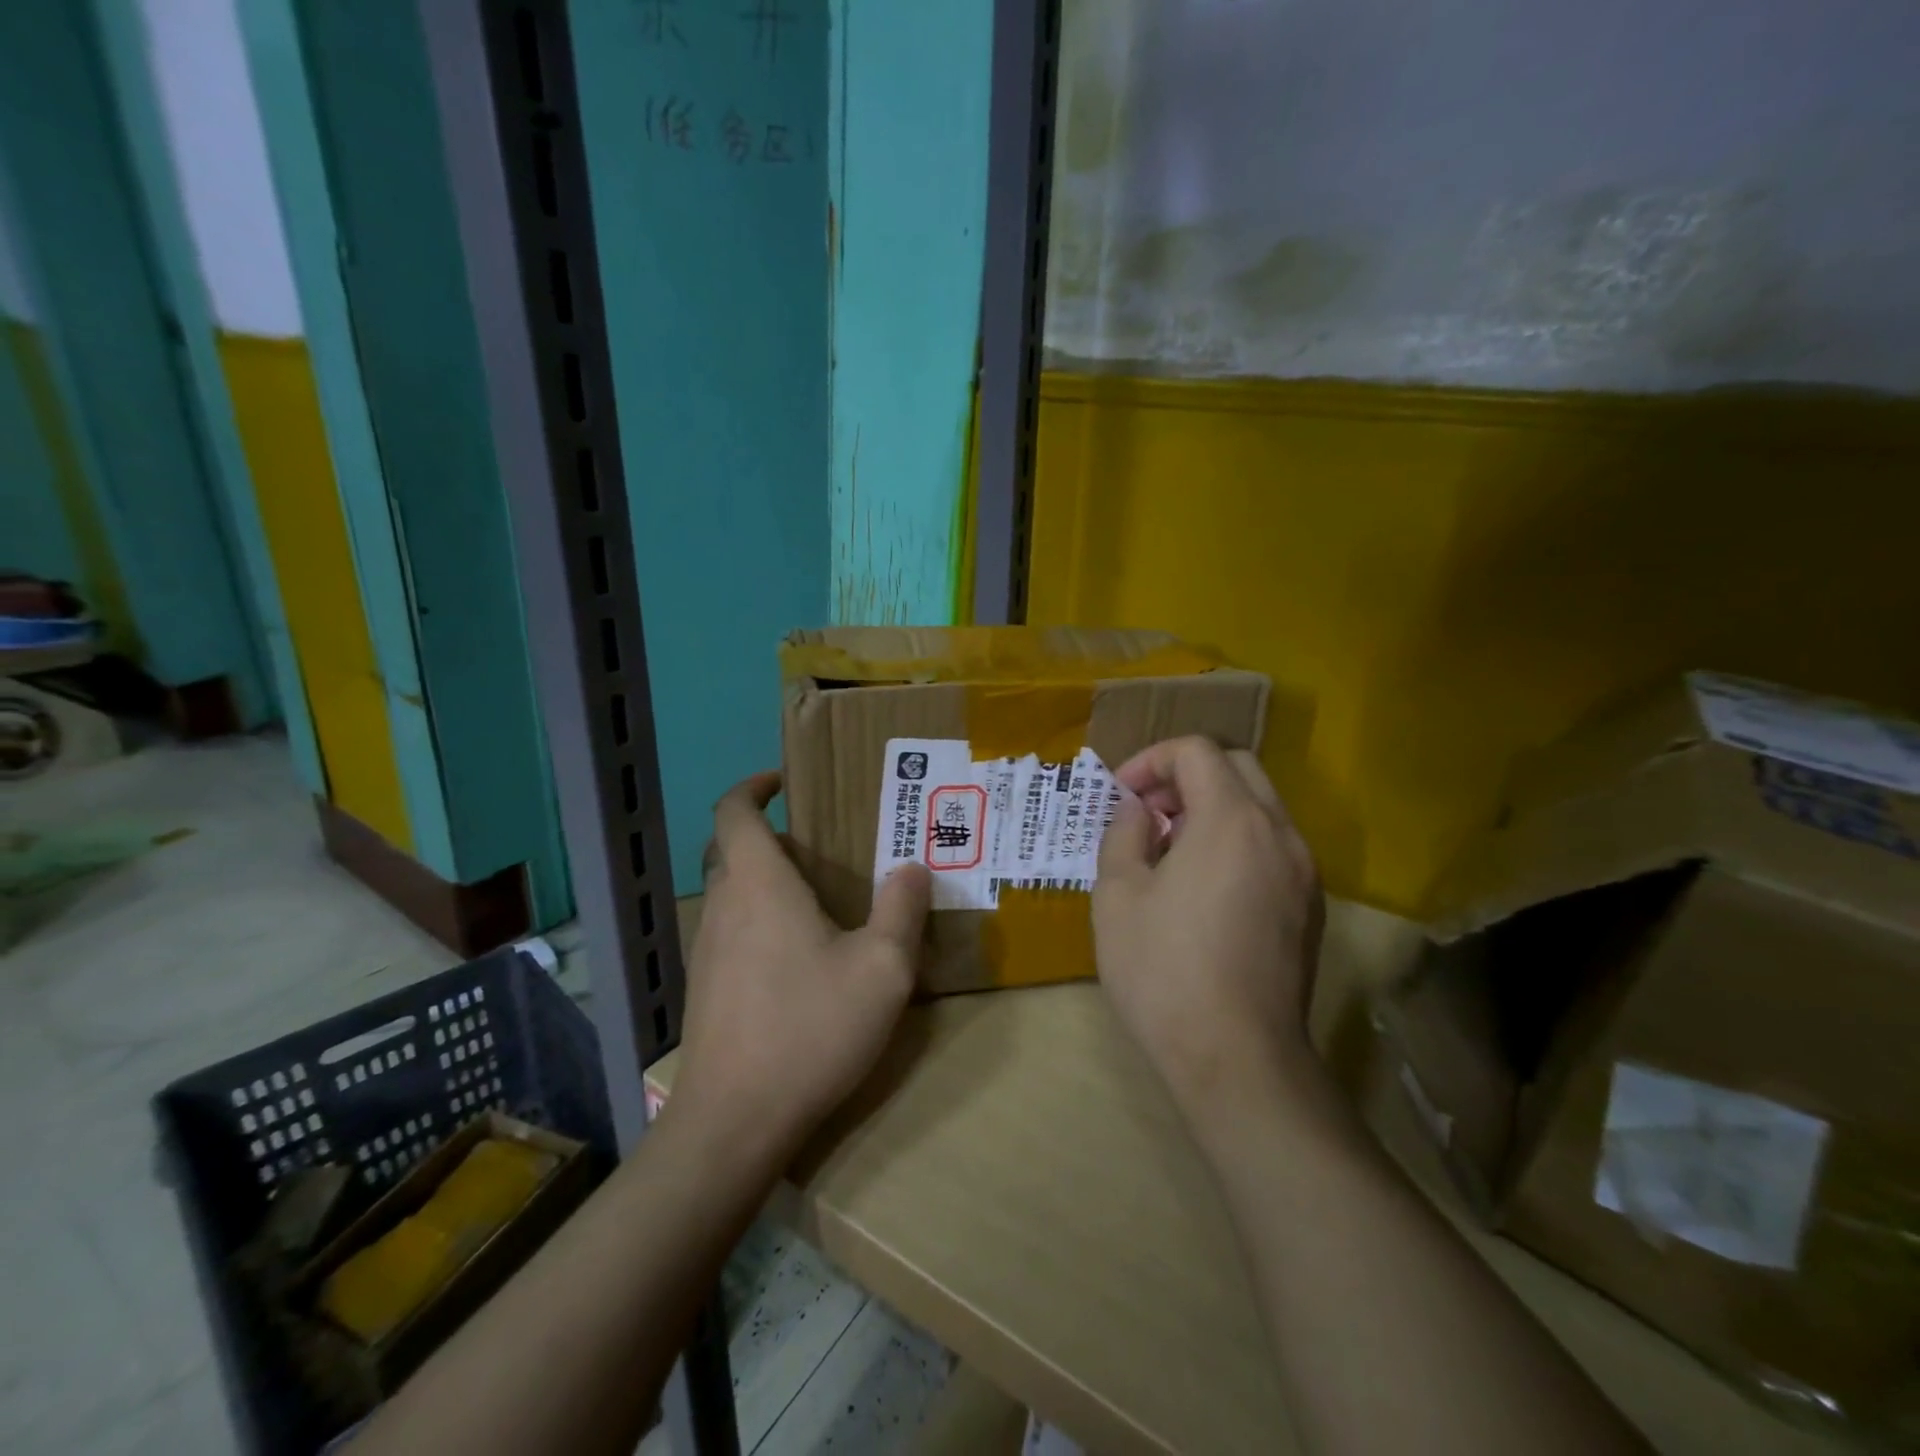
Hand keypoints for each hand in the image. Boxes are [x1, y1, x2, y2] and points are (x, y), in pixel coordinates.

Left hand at [669, 772, 930, 1167]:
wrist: (733, 1122)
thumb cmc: (809, 1028)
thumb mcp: (882, 969)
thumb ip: (901, 910)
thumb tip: (912, 868)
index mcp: (758, 885)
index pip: (733, 811)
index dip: (752, 787)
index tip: (782, 783)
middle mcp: (722, 907)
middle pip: (731, 850)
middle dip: (768, 836)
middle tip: (820, 847)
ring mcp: (705, 950)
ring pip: (730, 893)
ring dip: (765, 882)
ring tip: (819, 901)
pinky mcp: (705, 988)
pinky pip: (730, 931)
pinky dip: (758, 921)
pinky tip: (798, 960)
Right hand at [1092, 737, 1323, 1132]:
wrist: (1237, 1059)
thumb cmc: (1164, 969)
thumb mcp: (1117, 894)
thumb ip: (1124, 833)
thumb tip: (1142, 812)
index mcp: (1232, 820)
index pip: (1197, 751)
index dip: (1152, 760)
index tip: (1122, 794)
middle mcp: (1280, 833)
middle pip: (1237, 768)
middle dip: (1186, 776)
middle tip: (1148, 813)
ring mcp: (1304, 872)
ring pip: (1260, 807)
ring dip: (1212, 808)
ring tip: (1170, 851)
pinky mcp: (1310, 908)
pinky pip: (1272, 846)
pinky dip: (1236, 841)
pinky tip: (1204, 887)